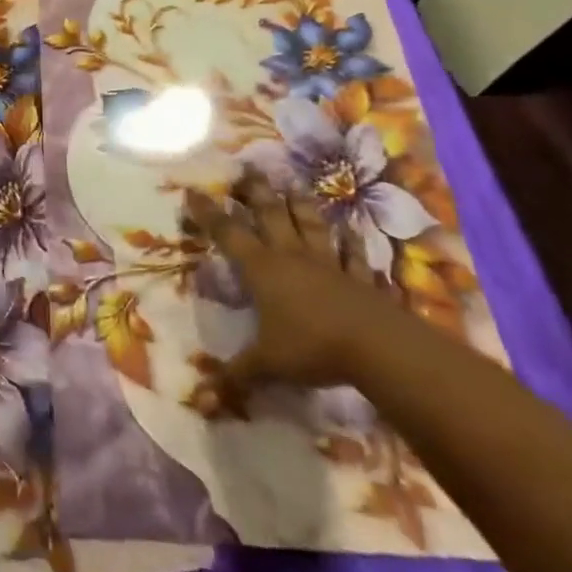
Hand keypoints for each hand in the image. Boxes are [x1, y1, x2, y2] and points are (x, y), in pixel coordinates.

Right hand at [183, 170, 404, 388]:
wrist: (378, 347)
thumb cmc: (311, 347)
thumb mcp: (266, 364)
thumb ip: (235, 377)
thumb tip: (198, 402)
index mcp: (262, 270)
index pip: (228, 234)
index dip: (209, 213)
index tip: (193, 191)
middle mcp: (292, 257)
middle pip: (271, 216)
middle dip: (256, 192)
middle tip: (247, 169)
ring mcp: (329, 264)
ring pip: (311, 226)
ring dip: (301, 205)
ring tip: (294, 184)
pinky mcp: (360, 279)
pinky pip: (352, 256)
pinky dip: (351, 243)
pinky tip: (351, 233)